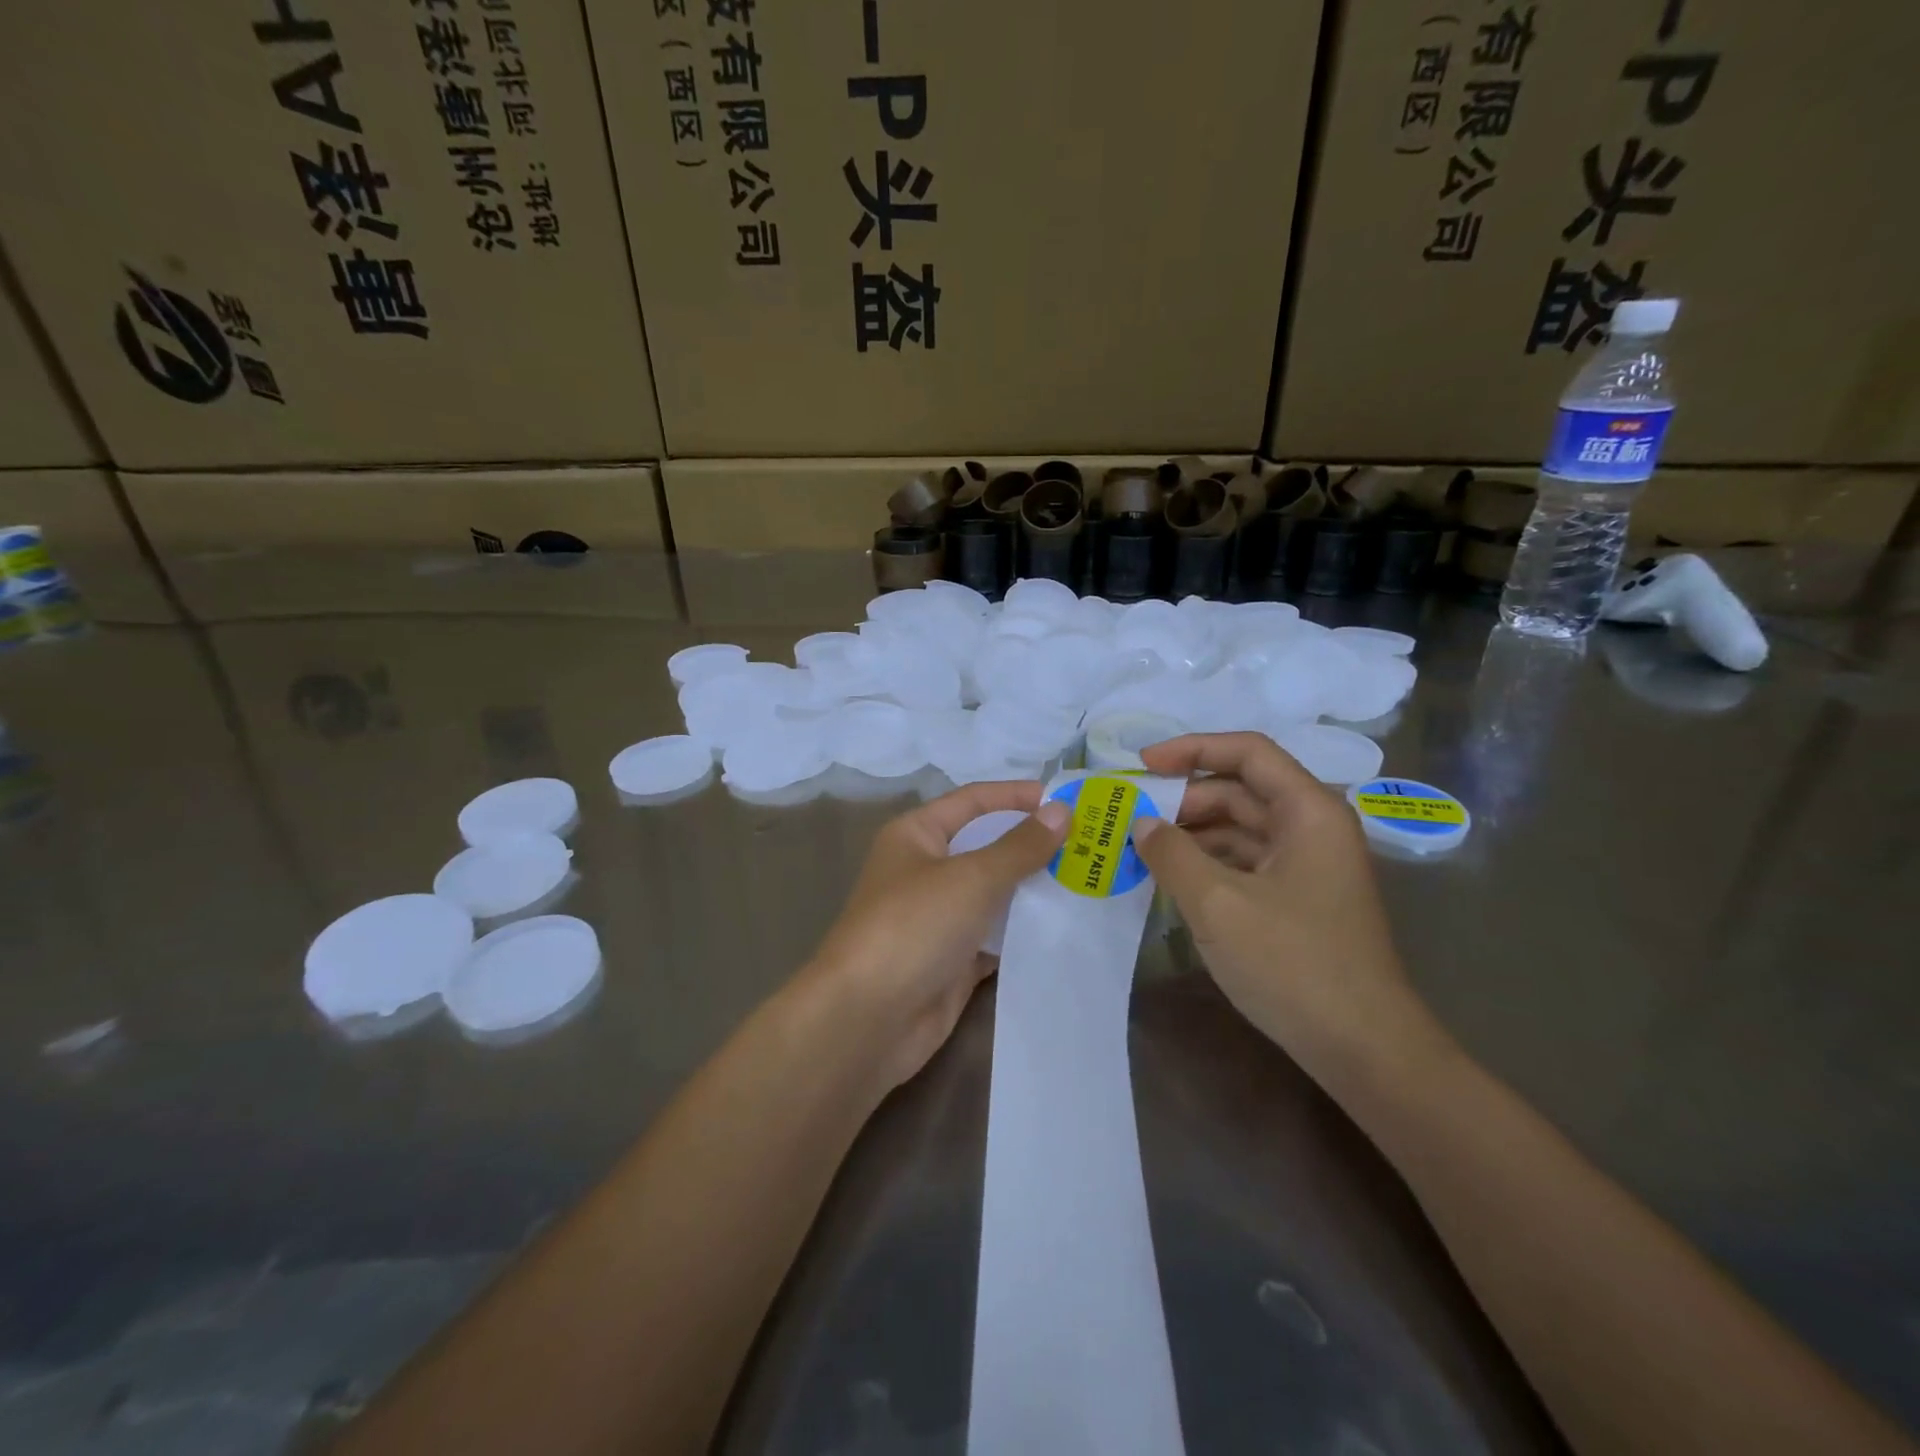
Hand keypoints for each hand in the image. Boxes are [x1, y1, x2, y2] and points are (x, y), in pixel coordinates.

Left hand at [800, 781, 1069, 1093]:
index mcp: (916, 836)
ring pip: (994, 895)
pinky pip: (995, 939)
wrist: (867, 1019)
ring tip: (1089, 883)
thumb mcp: (972, 877)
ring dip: (1034, 891)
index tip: (1066, 799)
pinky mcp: (952, 962)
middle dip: (1033, 845)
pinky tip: (1066, 930)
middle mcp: (925, 871)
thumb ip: (1020, 846)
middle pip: (986, 848)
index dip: (1017, 796)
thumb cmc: (914, 926)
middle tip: (1090, 845)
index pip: (973, 801)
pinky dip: (1025, 935)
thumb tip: (1062, 810)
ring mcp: (938, 919)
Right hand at [1132, 734, 1445, 1090]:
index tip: (1142, 765)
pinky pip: (1245, 862)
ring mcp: (1308, 866)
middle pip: (1241, 789)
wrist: (1363, 1049)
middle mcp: (1313, 827)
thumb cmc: (1293, 963)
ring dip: (1191, 832)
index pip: (1247, 752)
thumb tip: (1142, 823)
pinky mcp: (1298, 899)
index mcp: (1309, 811)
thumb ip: (1172, 853)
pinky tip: (1171, 879)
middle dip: (1184, 797)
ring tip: (1140, 847)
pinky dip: (1207, 863)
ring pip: (1240, 828)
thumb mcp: (1218, 904)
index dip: (1191, 749)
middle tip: (1131, 815)